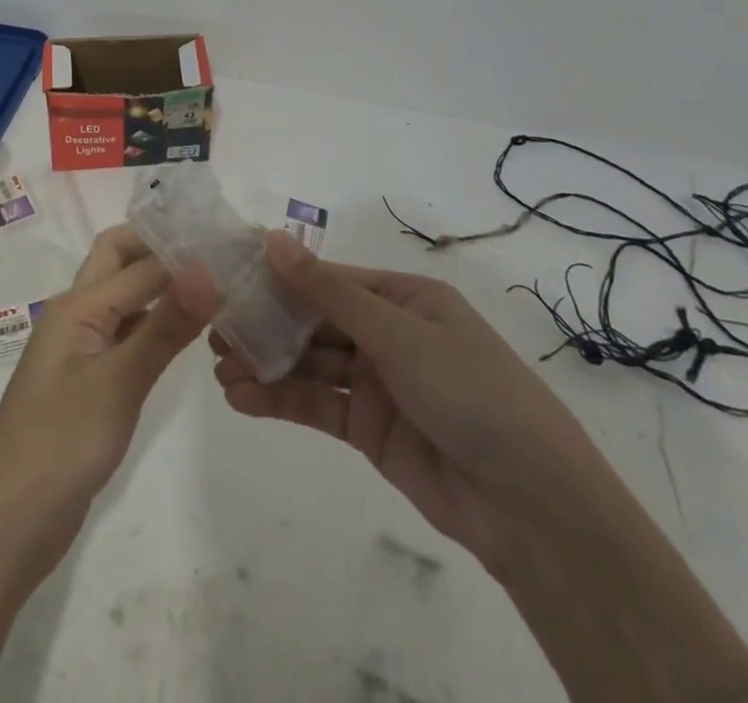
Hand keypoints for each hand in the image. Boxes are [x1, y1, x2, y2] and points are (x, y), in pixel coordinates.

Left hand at [0, 225, 203, 702]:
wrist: (6, 526)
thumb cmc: (60, 444)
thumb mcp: (119, 382)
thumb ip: (165, 325)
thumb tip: (209, 268)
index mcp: (77, 303)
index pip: (139, 260)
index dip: (183, 249)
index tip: (234, 245)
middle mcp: (77, 313)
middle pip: (120, 260)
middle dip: (163, 249)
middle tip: (219, 254)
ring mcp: (81, 348)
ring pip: (126, 298)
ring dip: (163, 287)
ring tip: (218, 285)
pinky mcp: (89, 381)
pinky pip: (126, 335)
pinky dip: (156, 326)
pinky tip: (190, 335)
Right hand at [205, 230, 603, 570]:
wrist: (533, 509)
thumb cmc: (471, 393)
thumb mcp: (398, 333)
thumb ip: (327, 292)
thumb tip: (272, 238)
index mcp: (404, 297)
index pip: (329, 278)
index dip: (280, 276)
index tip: (229, 276)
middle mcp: (388, 333)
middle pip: (315, 320)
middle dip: (266, 325)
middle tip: (214, 329)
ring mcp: (378, 382)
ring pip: (310, 364)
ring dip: (266, 365)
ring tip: (219, 369)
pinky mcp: (369, 429)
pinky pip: (318, 405)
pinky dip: (280, 400)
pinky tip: (242, 399)